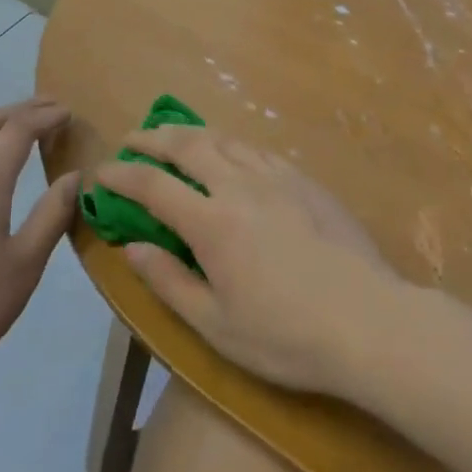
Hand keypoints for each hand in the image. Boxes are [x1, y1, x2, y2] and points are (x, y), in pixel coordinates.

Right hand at [89, 127, 398, 395]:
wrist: (370, 323)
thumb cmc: (287, 337)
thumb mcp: (216, 326)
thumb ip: (169, 282)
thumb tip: (133, 247)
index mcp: (213, 223)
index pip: (153, 185)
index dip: (122, 175)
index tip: (101, 172)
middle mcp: (241, 186)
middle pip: (188, 145)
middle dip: (154, 138)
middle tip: (134, 140)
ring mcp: (278, 178)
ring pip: (226, 140)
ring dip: (193, 134)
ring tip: (177, 139)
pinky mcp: (307, 181)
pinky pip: (259, 150)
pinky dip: (232, 145)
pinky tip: (233, 156)